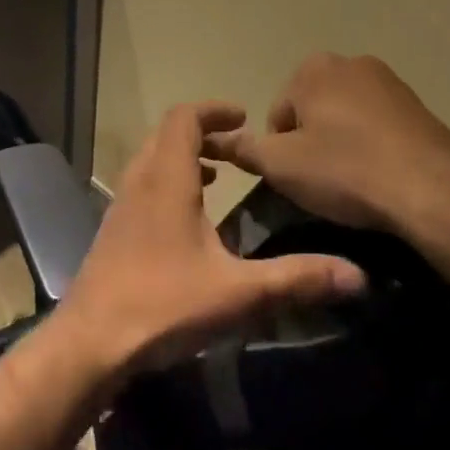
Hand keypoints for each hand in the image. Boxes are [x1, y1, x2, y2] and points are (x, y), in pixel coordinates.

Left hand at [58, 102, 366, 375]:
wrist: (92, 339)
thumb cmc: (164, 303)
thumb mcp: (238, 292)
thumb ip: (296, 278)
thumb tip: (358, 276)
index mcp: (167, 178)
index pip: (184, 117)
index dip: (214, 110)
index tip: (244, 119)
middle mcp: (140, 179)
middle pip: (167, 132)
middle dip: (203, 131)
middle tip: (238, 148)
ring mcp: (122, 202)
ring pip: (152, 157)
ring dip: (184, 155)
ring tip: (217, 175)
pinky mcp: (115, 226)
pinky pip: (143, 181)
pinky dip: (169, 179)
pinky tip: (189, 216)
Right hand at [204, 54, 449, 258]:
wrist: (434, 193)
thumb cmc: (346, 171)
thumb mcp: (281, 166)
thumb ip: (244, 150)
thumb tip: (216, 140)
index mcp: (313, 69)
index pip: (278, 112)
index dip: (282, 149)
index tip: (299, 177)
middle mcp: (351, 63)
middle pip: (312, 109)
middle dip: (313, 141)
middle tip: (324, 182)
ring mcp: (390, 82)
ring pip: (347, 117)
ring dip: (343, 144)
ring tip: (355, 184)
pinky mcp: (420, 107)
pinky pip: (380, 127)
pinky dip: (374, 148)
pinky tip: (383, 178)